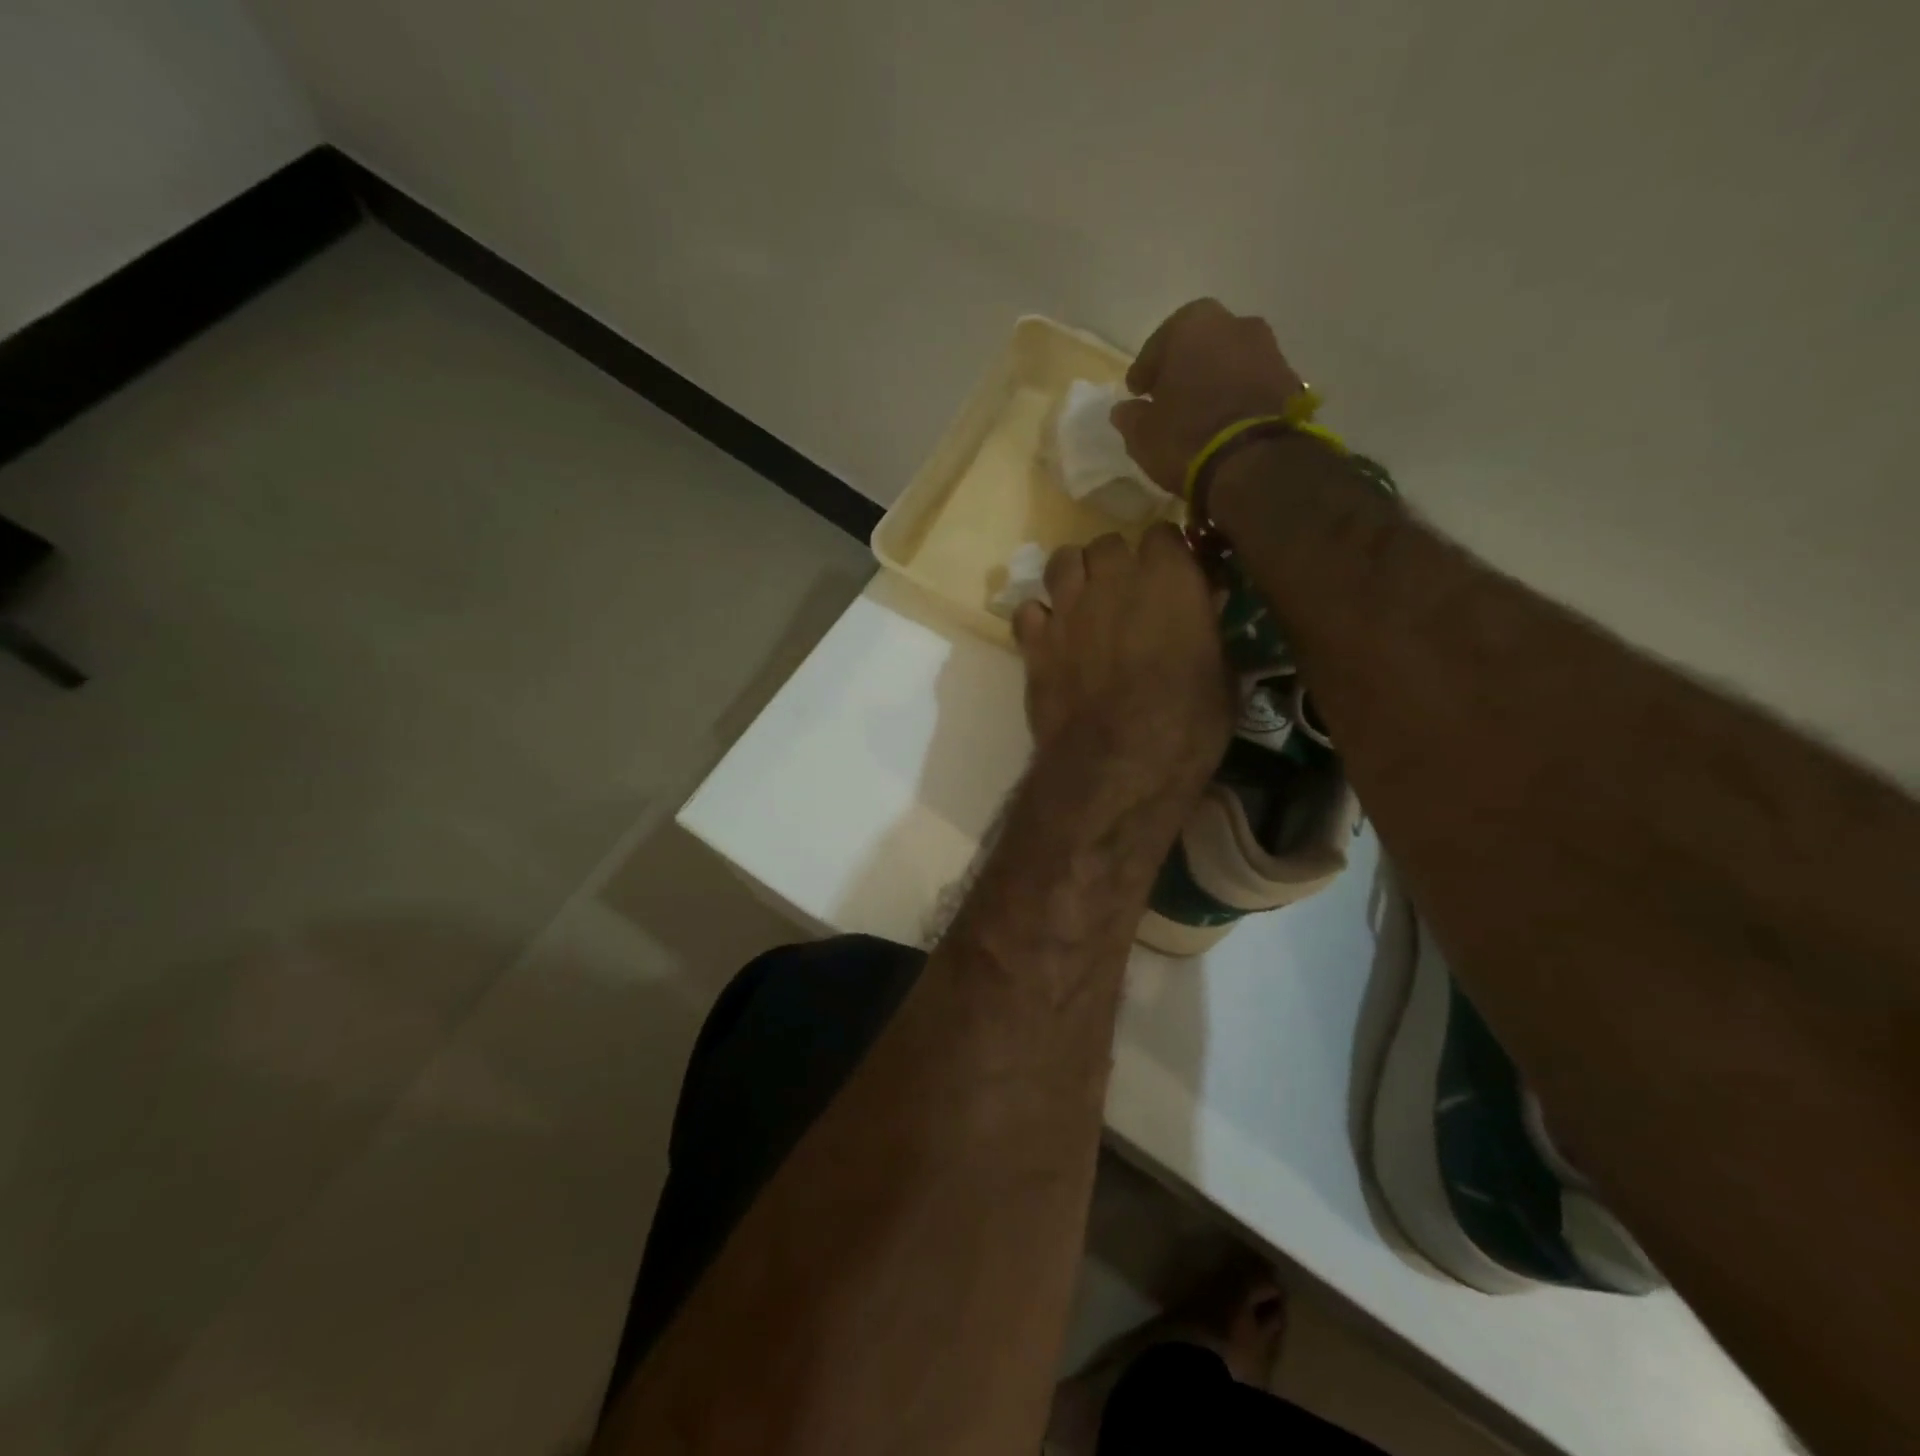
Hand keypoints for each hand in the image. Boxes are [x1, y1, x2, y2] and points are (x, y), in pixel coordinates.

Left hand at [1012, 525, 1231, 784]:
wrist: (1117, 766)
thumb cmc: (1187, 726)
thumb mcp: (1222, 677)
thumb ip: (1208, 631)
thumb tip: (1202, 609)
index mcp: (1169, 577)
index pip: (1163, 534)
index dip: (1166, 556)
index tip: (1172, 579)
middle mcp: (1113, 579)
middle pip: (1108, 544)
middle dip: (1117, 564)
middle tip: (1126, 596)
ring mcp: (1067, 607)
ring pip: (1061, 562)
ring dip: (1074, 576)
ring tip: (1084, 604)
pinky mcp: (1034, 641)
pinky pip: (1028, 611)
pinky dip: (1039, 620)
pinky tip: (1051, 640)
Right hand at [1110, 299, 1308, 492]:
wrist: (1255, 462)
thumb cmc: (1187, 437)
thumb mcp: (1143, 433)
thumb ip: (1131, 416)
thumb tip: (1125, 410)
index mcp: (1193, 325)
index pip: (1159, 343)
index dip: (1146, 369)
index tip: (1138, 392)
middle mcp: (1235, 324)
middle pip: (1202, 344)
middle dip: (1185, 367)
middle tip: (1170, 397)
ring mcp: (1269, 350)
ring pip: (1231, 361)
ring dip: (1215, 381)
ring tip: (1200, 413)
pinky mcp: (1291, 381)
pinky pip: (1253, 384)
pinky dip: (1238, 397)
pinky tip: (1226, 422)